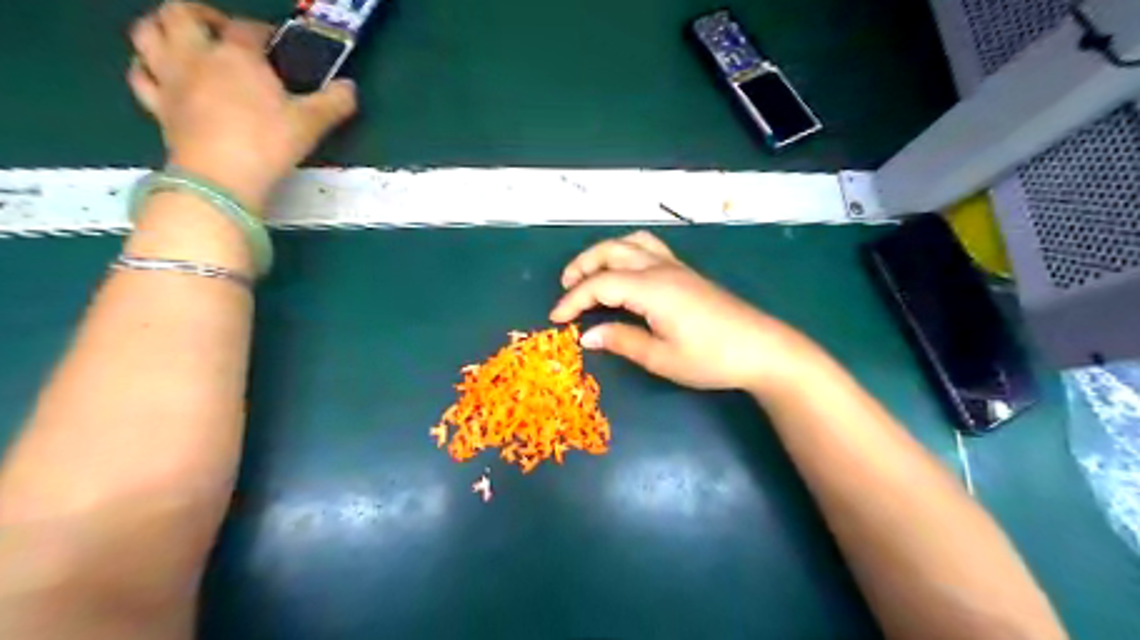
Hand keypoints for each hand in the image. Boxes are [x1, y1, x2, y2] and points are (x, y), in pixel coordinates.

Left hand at [125, 3, 356, 211]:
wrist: (222, 177)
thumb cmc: (268, 144)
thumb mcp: (311, 124)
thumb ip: (334, 102)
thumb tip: (351, 87)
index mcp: (236, 55)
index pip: (246, 29)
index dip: (261, 31)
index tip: (275, 44)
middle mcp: (196, 56)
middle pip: (180, 13)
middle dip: (201, 14)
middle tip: (221, 29)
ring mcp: (170, 79)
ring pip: (146, 33)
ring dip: (162, 29)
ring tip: (184, 41)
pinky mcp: (157, 106)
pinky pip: (139, 75)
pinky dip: (147, 67)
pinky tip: (161, 74)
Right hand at [552, 229, 819, 394]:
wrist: (762, 349)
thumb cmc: (711, 358)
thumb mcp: (662, 358)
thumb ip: (622, 341)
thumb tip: (587, 335)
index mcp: (651, 289)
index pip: (600, 284)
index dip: (573, 299)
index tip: (555, 319)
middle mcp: (660, 269)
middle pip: (611, 251)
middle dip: (582, 266)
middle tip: (566, 287)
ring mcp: (676, 267)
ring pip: (631, 242)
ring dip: (604, 253)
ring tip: (590, 273)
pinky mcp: (686, 273)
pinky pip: (649, 247)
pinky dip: (626, 251)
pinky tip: (625, 271)